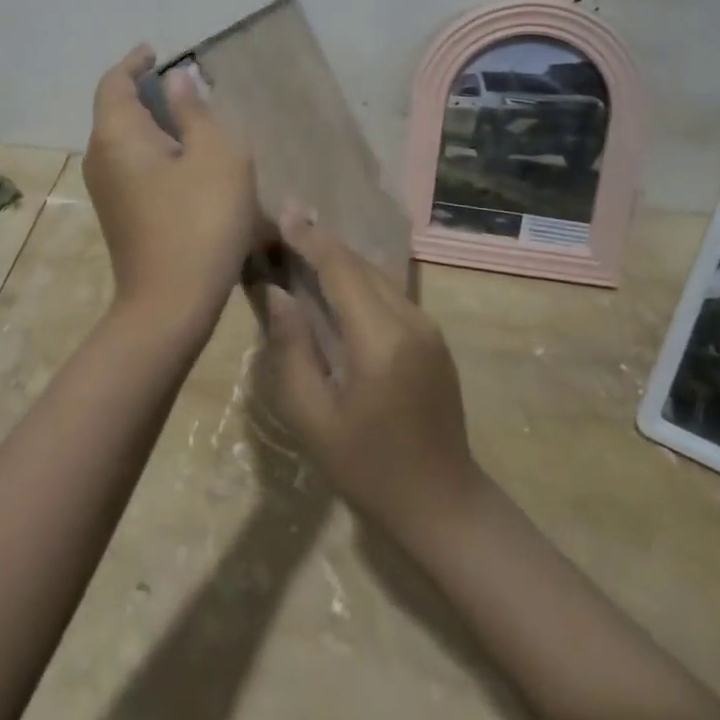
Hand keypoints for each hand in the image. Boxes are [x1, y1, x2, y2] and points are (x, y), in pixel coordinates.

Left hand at [82, 46, 257, 341]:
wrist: (171, 304)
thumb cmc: (201, 220)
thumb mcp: (215, 155)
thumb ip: (195, 111)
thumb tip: (177, 80)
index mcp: (118, 135)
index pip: (115, 82)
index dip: (134, 62)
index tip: (155, 52)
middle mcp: (101, 157)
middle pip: (115, 110)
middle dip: (144, 91)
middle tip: (184, 84)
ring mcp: (106, 190)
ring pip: (123, 140)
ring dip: (151, 122)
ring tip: (190, 118)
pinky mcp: (119, 214)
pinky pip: (130, 164)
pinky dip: (152, 149)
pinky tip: (185, 160)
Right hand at [262, 211, 482, 545]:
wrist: (443, 504)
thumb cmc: (368, 468)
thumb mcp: (313, 418)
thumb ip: (292, 350)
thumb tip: (277, 294)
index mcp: (380, 339)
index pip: (341, 269)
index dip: (310, 239)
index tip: (282, 216)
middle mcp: (411, 320)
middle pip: (361, 265)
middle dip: (322, 243)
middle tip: (285, 226)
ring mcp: (428, 327)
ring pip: (378, 276)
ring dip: (342, 260)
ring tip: (304, 247)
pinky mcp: (433, 338)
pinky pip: (391, 294)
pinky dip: (360, 281)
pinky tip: (337, 286)